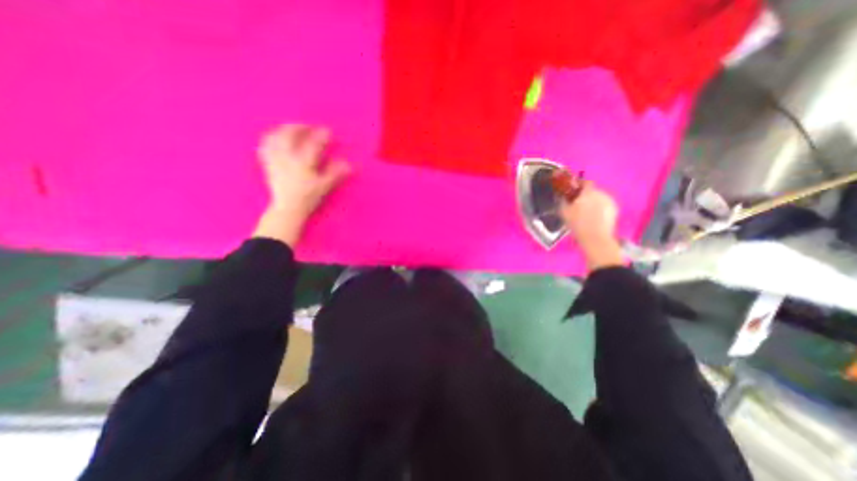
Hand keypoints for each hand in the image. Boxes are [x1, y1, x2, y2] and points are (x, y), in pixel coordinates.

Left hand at [252, 124, 348, 247]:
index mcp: (303, 164)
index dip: (322, 136)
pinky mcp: (268, 165)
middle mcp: (287, 159)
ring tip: (290, 128)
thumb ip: (335, 174)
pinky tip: (274, 138)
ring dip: (282, 130)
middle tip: (307, 126)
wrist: (288, 209)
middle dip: (299, 127)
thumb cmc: (308, 198)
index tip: (328, 131)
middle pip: (289, 135)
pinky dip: (269, 140)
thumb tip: (349, 165)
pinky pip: (264, 147)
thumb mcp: (325, 187)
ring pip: (274, 138)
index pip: (313, 144)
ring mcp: (276, 161)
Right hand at [559, 179, 628, 269]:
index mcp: (589, 192)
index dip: (579, 185)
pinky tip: (593, 217)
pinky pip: (604, 205)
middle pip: (592, 191)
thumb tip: (562, 196)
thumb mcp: (564, 212)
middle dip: (585, 195)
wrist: (595, 238)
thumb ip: (563, 201)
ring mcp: (610, 201)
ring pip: (599, 198)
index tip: (573, 191)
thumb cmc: (577, 224)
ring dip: (592, 202)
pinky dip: (599, 208)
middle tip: (577, 204)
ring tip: (585, 212)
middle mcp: (601, 194)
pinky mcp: (615, 210)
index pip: (585, 182)